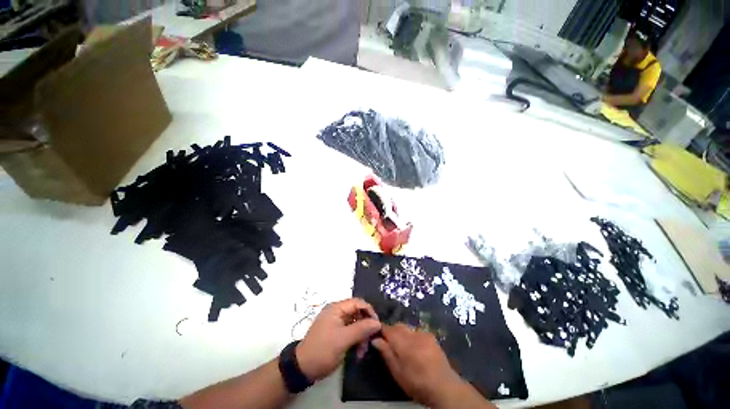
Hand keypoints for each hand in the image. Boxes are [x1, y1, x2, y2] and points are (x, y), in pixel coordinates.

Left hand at [295, 298, 380, 380]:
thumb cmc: (323, 350)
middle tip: (370, 342)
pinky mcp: (336, 333)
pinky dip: (356, 340)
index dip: (369, 311)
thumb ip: (361, 329)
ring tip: (362, 352)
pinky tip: (358, 353)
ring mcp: (336, 323)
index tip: (377, 325)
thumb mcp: (343, 340)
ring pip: (355, 324)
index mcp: (336, 308)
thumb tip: (377, 323)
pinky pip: (350, 332)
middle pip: (357, 313)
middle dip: (365, 327)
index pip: (358, 302)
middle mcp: (337, 312)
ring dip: (361, 336)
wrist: (302, 369)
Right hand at [373, 324, 488, 408]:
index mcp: (404, 343)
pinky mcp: (431, 336)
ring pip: (407, 328)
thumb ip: (386, 353)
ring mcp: (423, 334)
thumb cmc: (417, 383)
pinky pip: (416, 332)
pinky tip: (414, 348)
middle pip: (398, 326)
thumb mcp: (397, 372)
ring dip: (402, 334)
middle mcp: (413, 334)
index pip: (388, 329)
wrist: (444, 387)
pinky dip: (411, 336)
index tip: (375, 334)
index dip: (381, 330)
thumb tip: (375, 339)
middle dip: (391, 331)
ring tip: (402, 347)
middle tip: (388, 343)